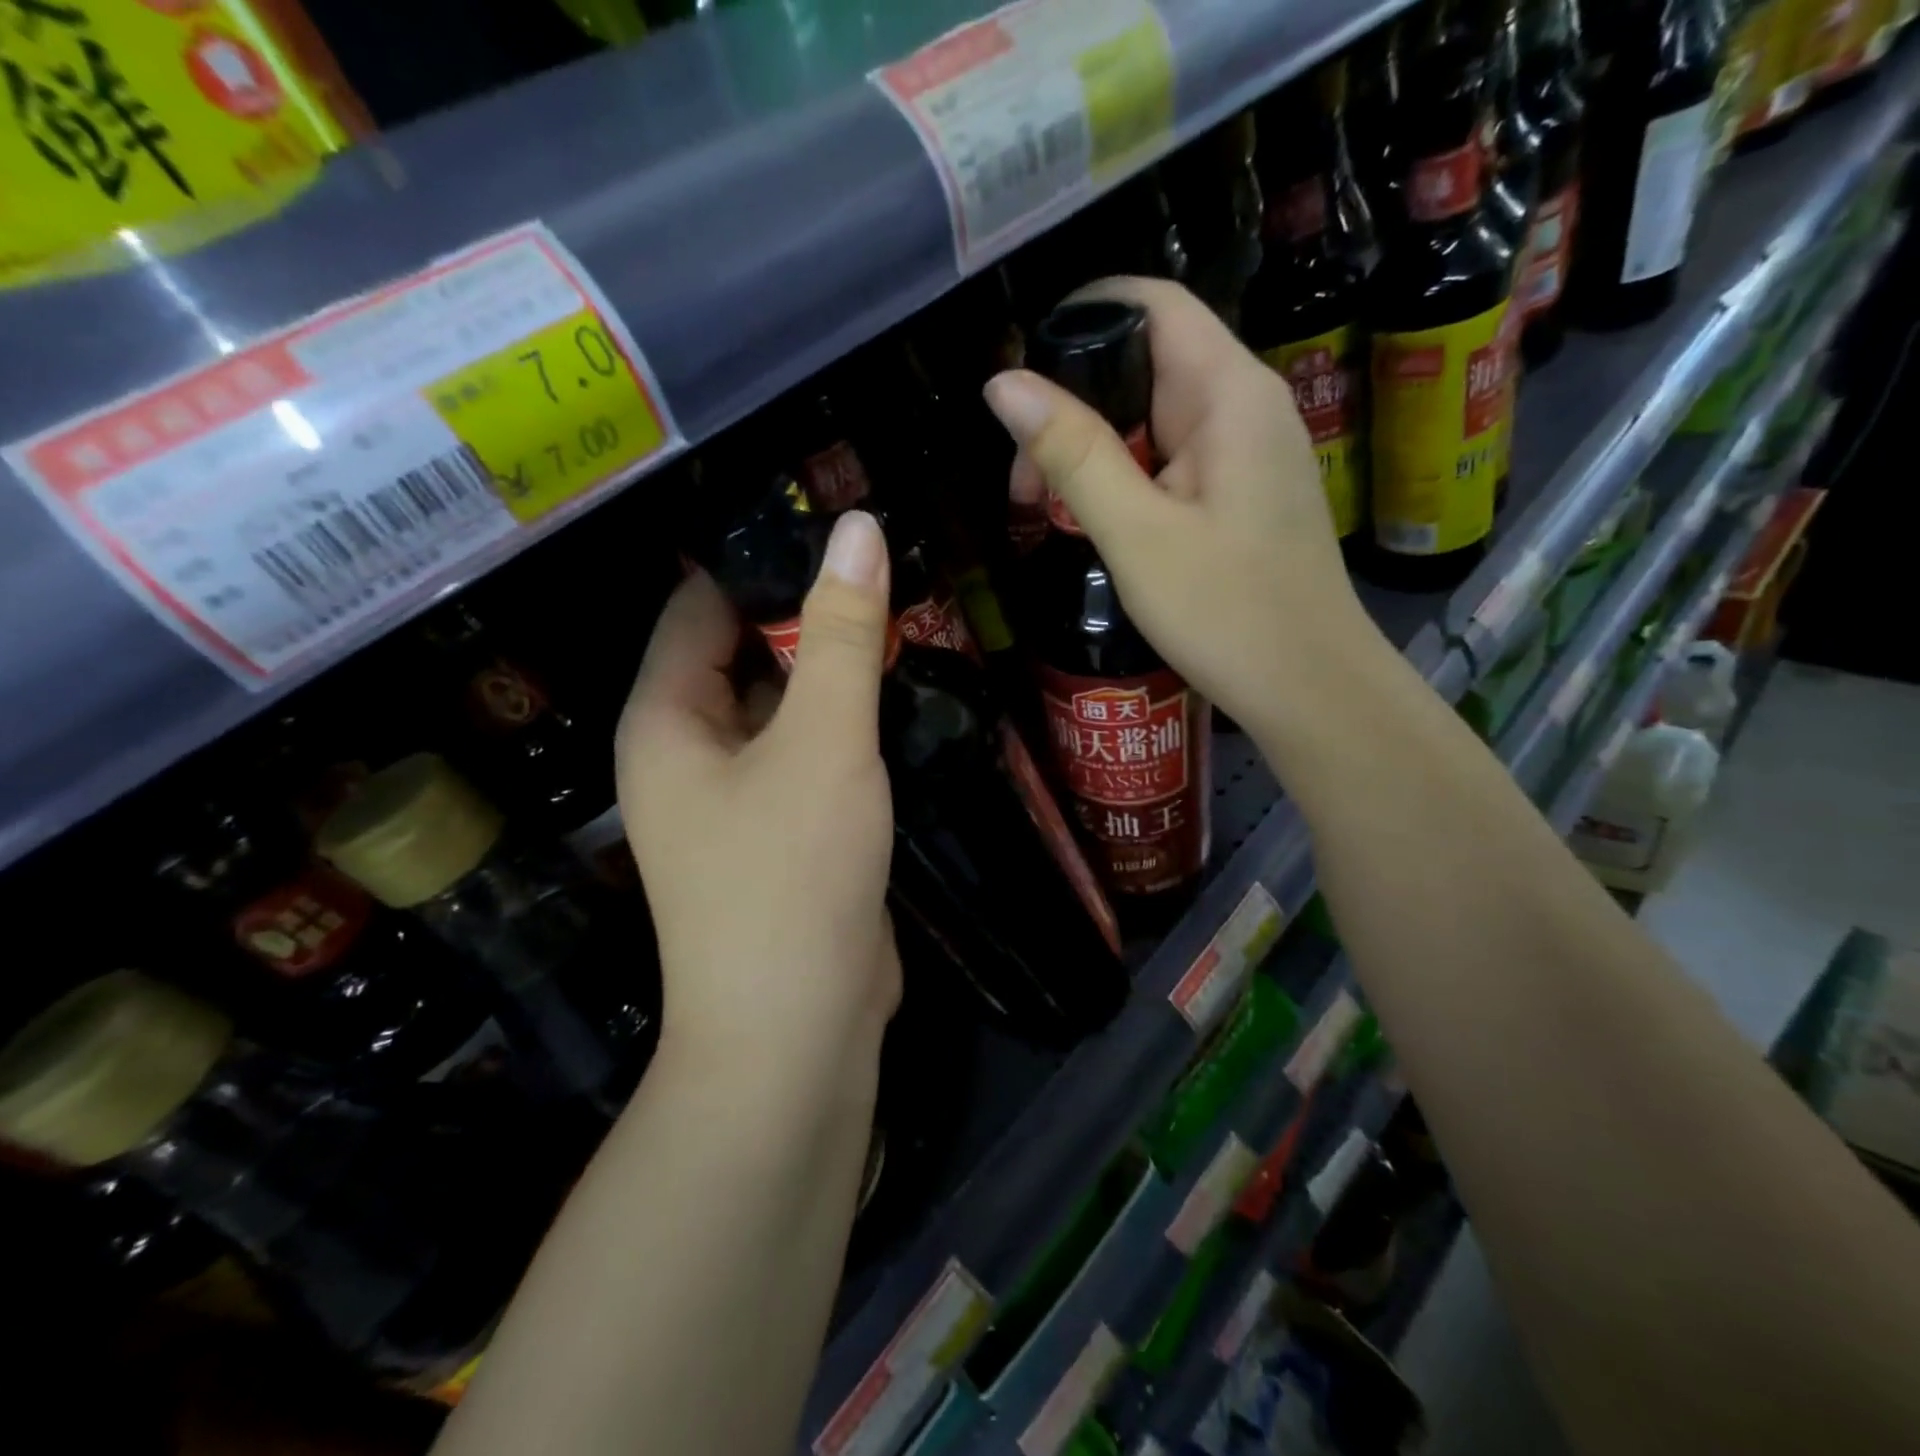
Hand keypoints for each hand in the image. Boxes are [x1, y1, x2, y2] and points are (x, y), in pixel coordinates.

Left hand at [616, 511, 900, 1081]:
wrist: (797, 1030)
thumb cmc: (791, 875)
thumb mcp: (823, 742)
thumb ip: (841, 635)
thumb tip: (858, 527)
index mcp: (667, 719)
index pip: (700, 605)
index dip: (758, 557)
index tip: (832, 520)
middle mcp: (689, 751)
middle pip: (745, 653)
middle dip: (808, 614)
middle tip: (886, 567)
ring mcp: (737, 796)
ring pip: (785, 706)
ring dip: (833, 671)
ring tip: (904, 616)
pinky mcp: (783, 830)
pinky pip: (809, 752)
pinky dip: (845, 724)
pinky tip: (899, 696)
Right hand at [984, 277, 1389, 736]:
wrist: (1309, 689)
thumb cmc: (1226, 613)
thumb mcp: (1136, 534)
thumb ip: (1072, 454)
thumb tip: (1003, 385)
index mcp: (1229, 393)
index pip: (1153, 305)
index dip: (1082, 316)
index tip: (1020, 370)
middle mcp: (1246, 405)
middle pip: (1146, 364)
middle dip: (1074, 405)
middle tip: (1023, 479)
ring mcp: (1248, 451)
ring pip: (1154, 419)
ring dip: (1094, 451)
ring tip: (1046, 509)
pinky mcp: (1242, 492)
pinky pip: (1173, 460)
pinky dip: (1126, 479)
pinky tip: (1097, 523)